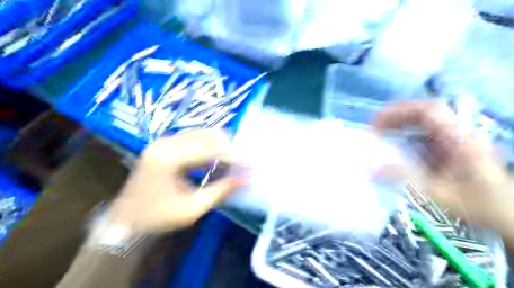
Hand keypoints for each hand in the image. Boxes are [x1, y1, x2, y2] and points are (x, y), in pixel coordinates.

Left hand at [106, 129, 245, 235]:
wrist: (125, 221)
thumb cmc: (156, 219)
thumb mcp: (192, 209)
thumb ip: (221, 191)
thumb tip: (247, 179)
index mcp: (166, 157)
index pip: (208, 148)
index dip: (233, 155)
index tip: (252, 163)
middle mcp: (164, 143)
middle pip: (206, 135)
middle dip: (230, 147)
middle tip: (246, 160)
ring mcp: (164, 142)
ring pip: (202, 135)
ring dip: (221, 147)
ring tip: (237, 161)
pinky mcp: (166, 147)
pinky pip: (195, 141)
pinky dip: (211, 150)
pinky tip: (221, 161)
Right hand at [374, 101, 512, 231]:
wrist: (508, 218)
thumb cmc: (478, 207)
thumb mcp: (439, 195)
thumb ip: (405, 179)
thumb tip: (372, 170)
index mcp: (460, 140)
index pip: (429, 111)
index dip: (400, 111)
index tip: (377, 122)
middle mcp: (458, 135)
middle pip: (424, 113)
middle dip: (395, 117)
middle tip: (373, 128)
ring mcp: (454, 141)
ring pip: (423, 123)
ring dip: (399, 125)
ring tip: (379, 134)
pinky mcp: (449, 149)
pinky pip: (423, 136)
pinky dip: (405, 136)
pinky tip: (394, 147)